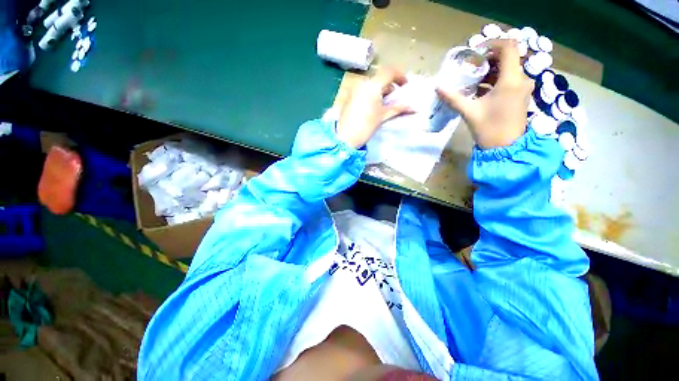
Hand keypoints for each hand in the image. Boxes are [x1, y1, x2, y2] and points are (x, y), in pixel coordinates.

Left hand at [336, 69, 412, 148]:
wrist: (345, 137)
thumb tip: (413, 108)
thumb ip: (398, 109)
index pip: (389, 71)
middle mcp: (363, 83)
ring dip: (381, 90)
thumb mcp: (383, 116)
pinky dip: (372, 94)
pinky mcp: (350, 97)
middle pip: (380, 78)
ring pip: (372, 84)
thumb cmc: (366, 126)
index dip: (400, 76)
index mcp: (372, 85)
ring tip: (386, 104)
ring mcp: (355, 89)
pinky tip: (374, 106)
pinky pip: (364, 90)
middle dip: (390, 85)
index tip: (405, 86)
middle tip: (396, 97)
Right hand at [436, 39, 532, 148]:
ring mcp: (522, 87)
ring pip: (509, 67)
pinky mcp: (520, 95)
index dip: (492, 44)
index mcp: (511, 80)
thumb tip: (437, 87)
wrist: (505, 148)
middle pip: (509, 56)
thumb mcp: (469, 112)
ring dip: (491, 69)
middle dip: (489, 58)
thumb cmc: (489, 129)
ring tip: (473, 77)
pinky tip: (481, 87)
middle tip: (471, 66)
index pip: (509, 47)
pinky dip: (496, 78)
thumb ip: (453, 98)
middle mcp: (521, 79)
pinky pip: (510, 78)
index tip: (475, 53)